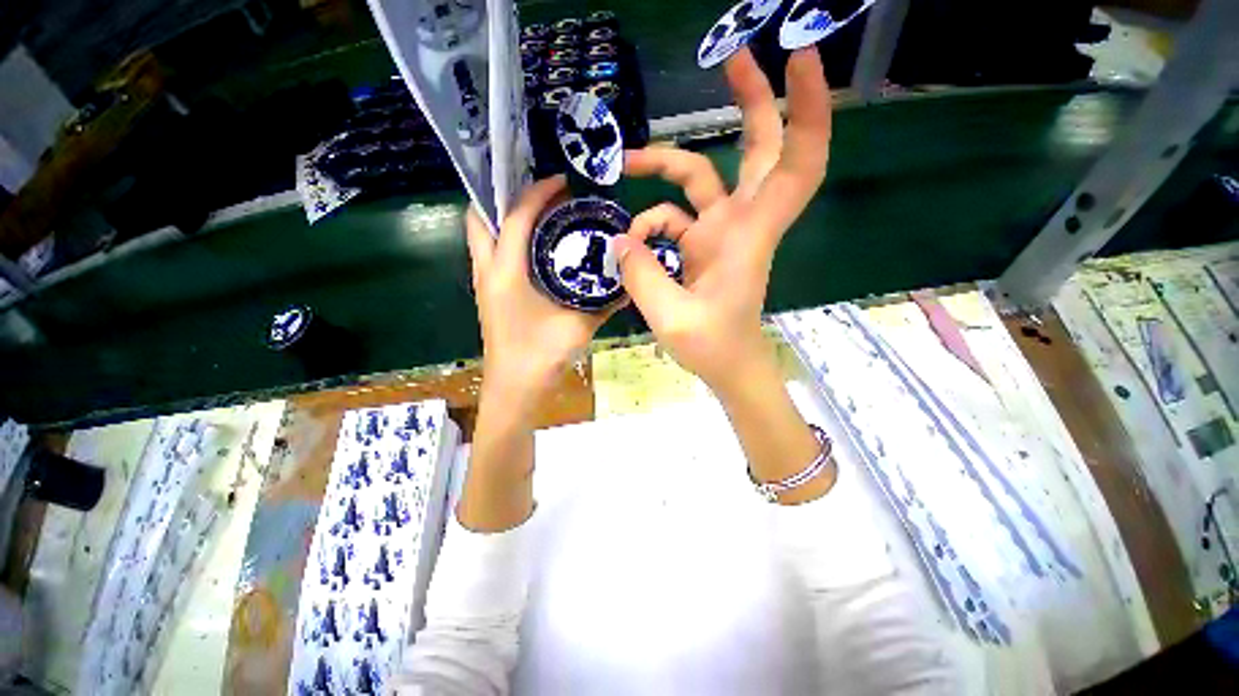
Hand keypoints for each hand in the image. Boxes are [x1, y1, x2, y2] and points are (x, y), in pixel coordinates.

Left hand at [466, 175, 618, 411]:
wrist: (516, 388)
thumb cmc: (543, 355)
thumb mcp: (580, 324)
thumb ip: (606, 302)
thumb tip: (629, 282)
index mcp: (506, 272)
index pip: (517, 216)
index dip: (538, 192)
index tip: (562, 181)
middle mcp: (487, 270)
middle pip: (481, 216)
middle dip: (505, 194)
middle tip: (537, 191)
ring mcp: (484, 282)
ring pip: (482, 234)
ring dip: (504, 215)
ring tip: (537, 210)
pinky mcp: (489, 293)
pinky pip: (492, 252)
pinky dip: (508, 238)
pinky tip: (535, 244)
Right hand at [614, 47, 830, 395]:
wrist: (728, 366)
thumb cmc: (713, 347)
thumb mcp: (670, 317)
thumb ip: (641, 275)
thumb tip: (620, 240)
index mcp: (747, 235)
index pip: (796, 162)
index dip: (805, 109)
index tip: (798, 56)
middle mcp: (739, 223)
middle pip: (759, 149)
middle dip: (753, 99)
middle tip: (732, 57)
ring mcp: (719, 233)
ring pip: (702, 178)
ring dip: (665, 166)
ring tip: (626, 164)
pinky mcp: (702, 246)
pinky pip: (674, 218)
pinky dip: (651, 224)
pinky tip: (633, 245)